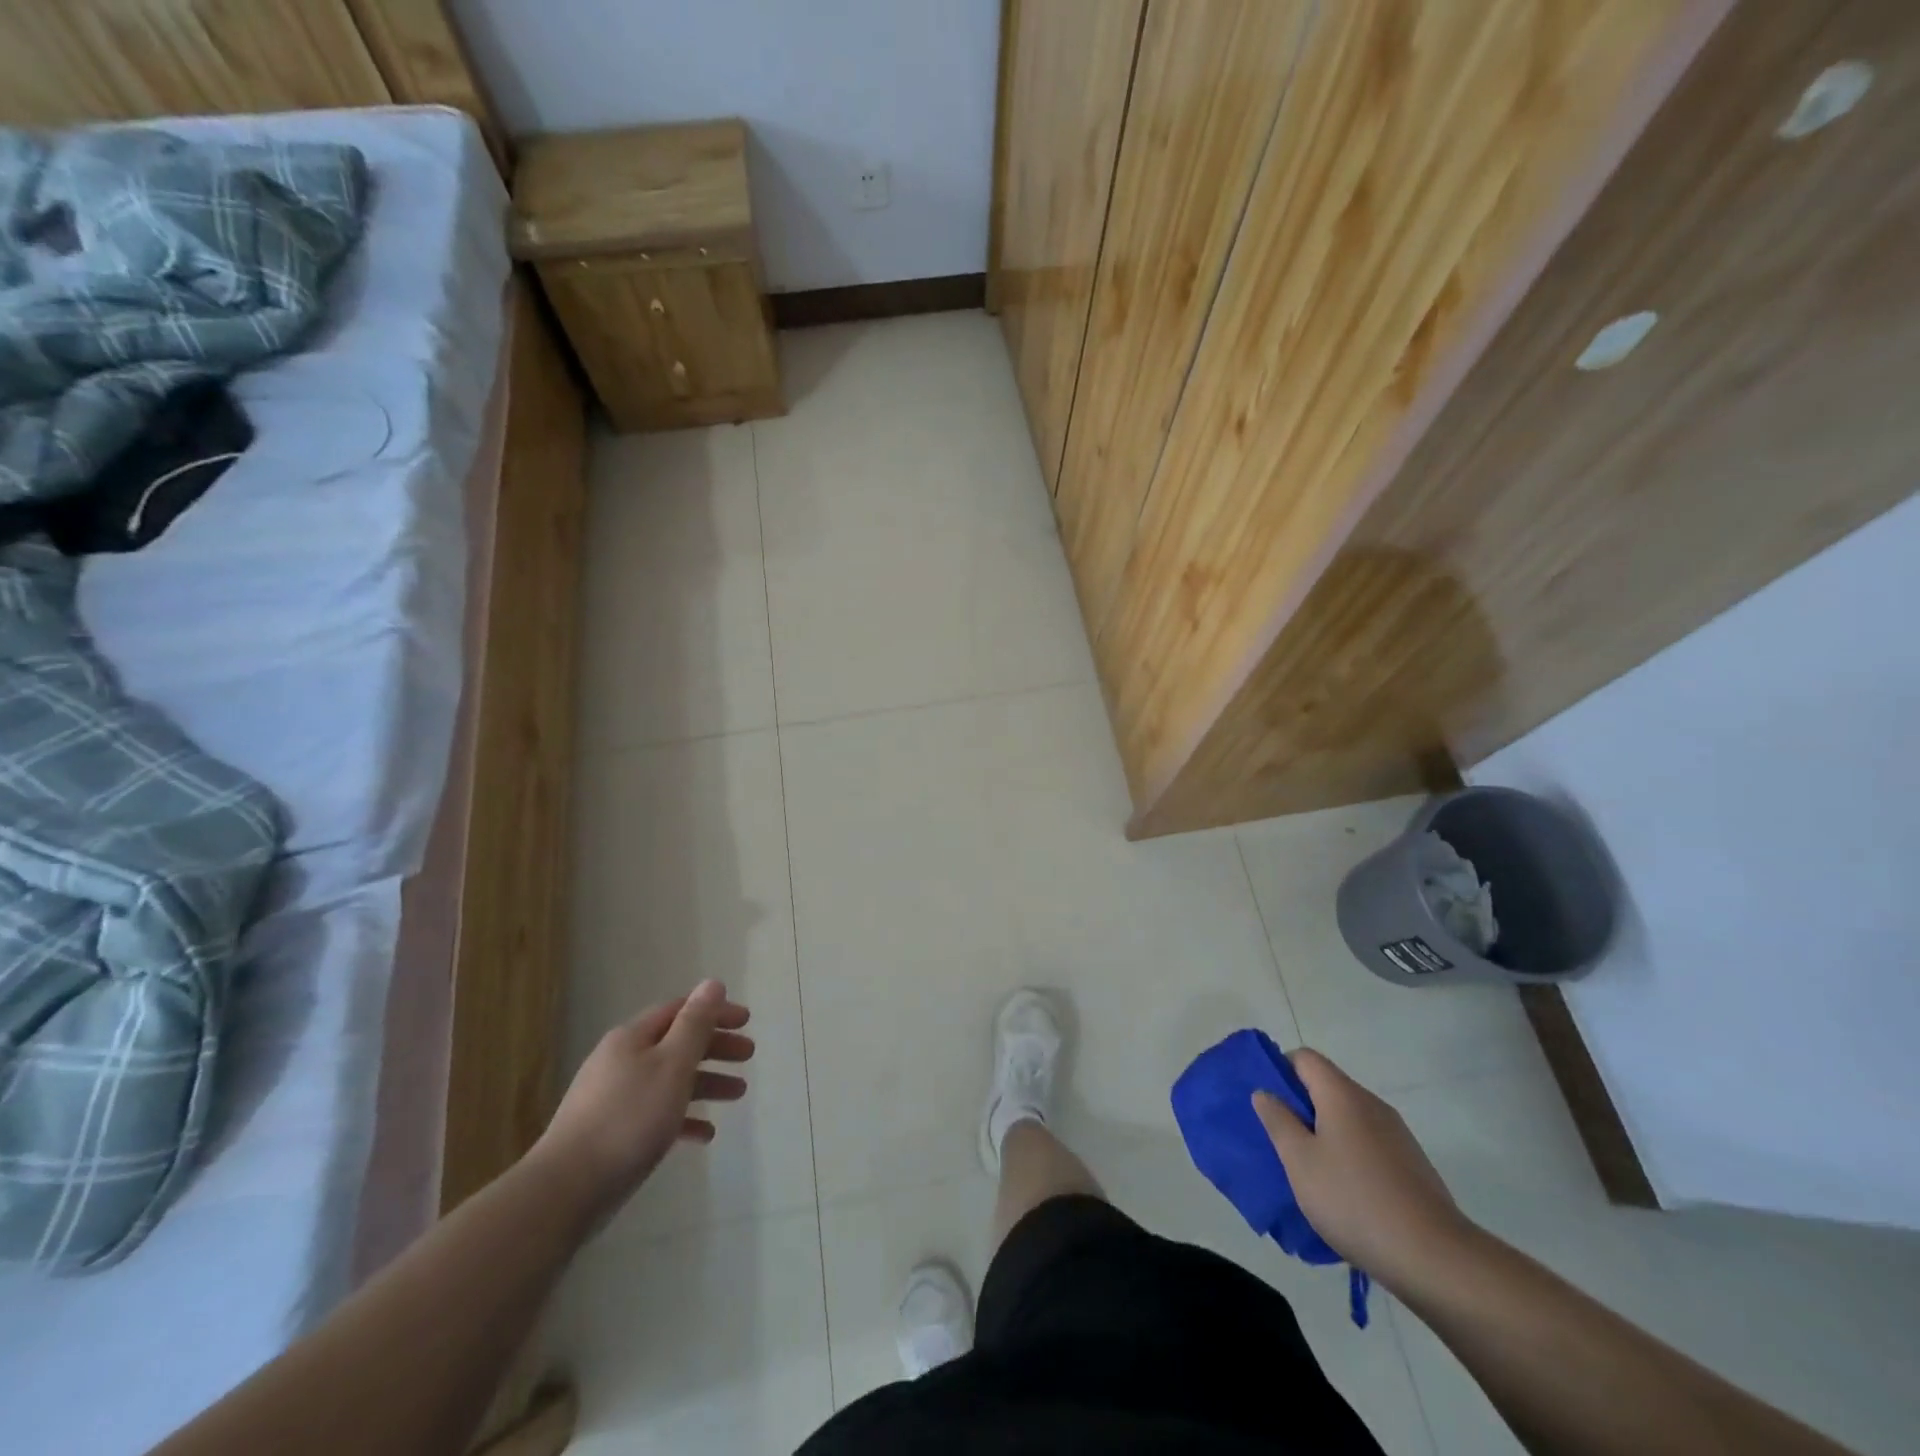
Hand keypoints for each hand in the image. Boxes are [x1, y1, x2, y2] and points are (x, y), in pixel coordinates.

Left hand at [531, 980, 753, 1225]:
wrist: (566, 1190)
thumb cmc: (629, 1118)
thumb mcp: (672, 1064)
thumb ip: (695, 1024)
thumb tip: (712, 984)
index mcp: (633, 1038)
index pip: (680, 1010)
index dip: (715, 1012)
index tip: (747, 1022)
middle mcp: (621, 1061)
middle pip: (677, 1044)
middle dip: (715, 1047)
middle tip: (748, 1055)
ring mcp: (614, 1098)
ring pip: (670, 1080)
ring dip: (706, 1082)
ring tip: (738, 1094)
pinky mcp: (612, 1133)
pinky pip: (657, 1115)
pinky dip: (684, 1118)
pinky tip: (706, 1134)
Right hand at [1253, 1048, 1471, 1291]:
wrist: (1435, 1258)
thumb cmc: (1354, 1200)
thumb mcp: (1299, 1161)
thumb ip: (1278, 1121)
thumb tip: (1265, 1092)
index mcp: (1342, 1095)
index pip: (1305, 1058)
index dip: (1281, 1070)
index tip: (1269, 1103)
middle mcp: (1372, 1104)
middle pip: (1328, 1086)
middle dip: (1301, 1106)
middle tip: (1283, 1140)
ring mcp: (1397, 1135)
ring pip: (1349, 1118)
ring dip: (1325, 1133)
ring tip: (1312, 1171)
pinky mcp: (1412, 1164)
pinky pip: (1369, 1143)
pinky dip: (1350, 1155)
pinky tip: (1346, 1193)